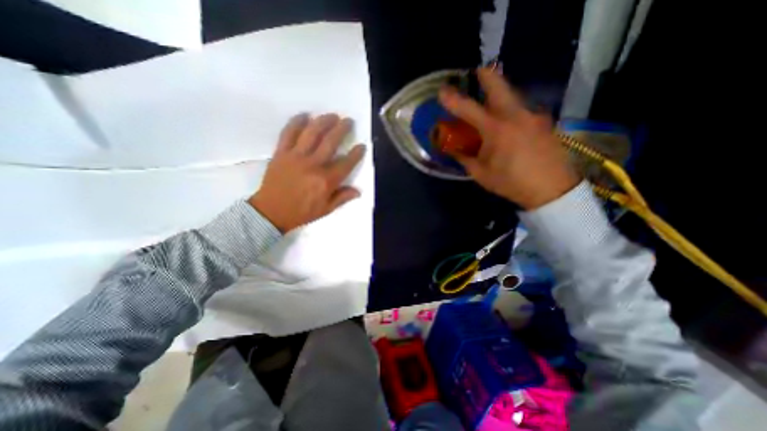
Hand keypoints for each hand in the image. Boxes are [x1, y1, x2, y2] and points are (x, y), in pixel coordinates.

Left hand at [248, 111, 363, 231]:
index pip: (346, 163)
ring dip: (324, 121)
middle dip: (342, 129)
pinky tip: (305, 115)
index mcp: (326, 181)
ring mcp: (296, 156)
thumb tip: (358, 191)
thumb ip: (342, 198)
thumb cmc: (301, 212)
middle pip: (331, 142)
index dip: (356, 154)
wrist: (271, 212)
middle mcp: (313, 165)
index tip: (362, 146)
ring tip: (332, 115)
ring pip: (312, 133)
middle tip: (348, 121)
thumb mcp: (326, 209)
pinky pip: (288, 133)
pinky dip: (296, 122)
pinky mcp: (281, 153)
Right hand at [441, 67, 577, 209]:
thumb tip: (453, 150)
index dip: (453, 99)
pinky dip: (511, 111)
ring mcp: (533, 116)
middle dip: (486, 75)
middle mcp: (515, 115)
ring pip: (513, 96)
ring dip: (499, 95)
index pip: (468, 109)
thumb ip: (465, 158)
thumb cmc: (511, 183)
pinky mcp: (544, 122)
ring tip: (490, 103)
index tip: (442, 90)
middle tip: (478, 72)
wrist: (552, 189)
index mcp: (496, 129)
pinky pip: (523, 110)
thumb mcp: (481, 174)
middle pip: (499, 85)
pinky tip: (509, 124)